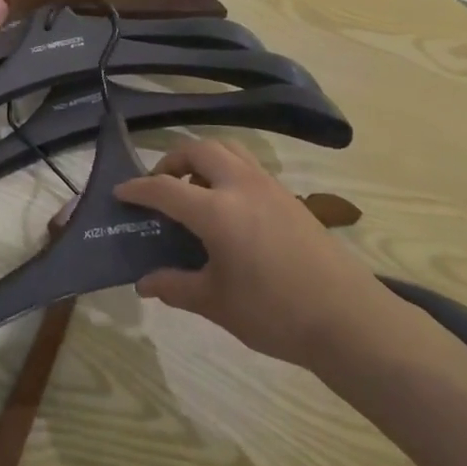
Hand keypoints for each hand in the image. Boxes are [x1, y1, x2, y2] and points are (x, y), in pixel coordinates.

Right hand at [114, 138, 388, 370]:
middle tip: (160, 186)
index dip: (139, 189)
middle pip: (198, 150)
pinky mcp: (287, 195)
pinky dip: (227, 168)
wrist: (346, 317)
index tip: (120, 192)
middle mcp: (240, 185)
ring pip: (227, 148)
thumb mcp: (217, 303)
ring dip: (203, 157)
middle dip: (172, 161)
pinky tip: (227, 204)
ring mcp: (268, 185)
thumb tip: (144, 283)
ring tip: (193, 186)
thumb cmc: (275, 313)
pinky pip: (248, 164)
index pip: (166, 188)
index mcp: (217, 211)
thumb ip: (176, 287)